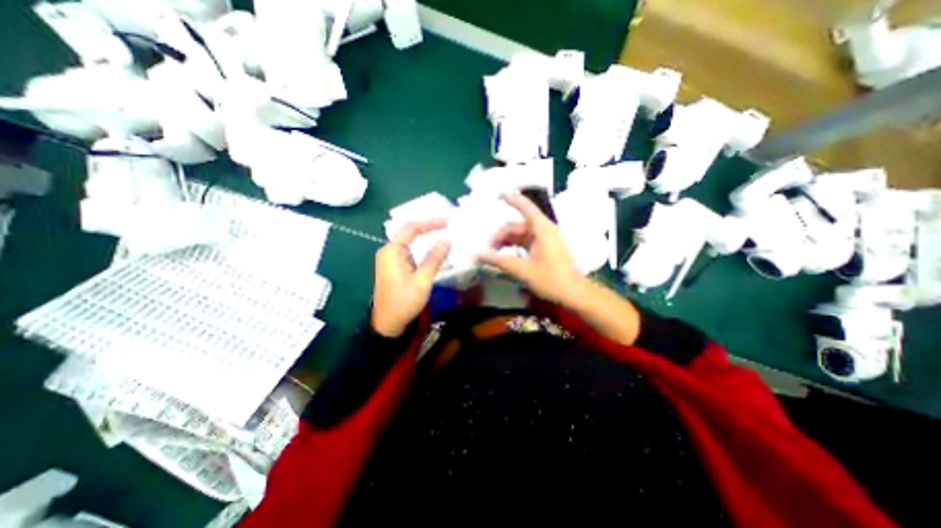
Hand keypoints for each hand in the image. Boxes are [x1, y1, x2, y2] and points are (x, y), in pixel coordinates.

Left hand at [372, 218, 450, 338]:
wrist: (388, 324)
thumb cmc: (404, 302)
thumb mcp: (422, 280)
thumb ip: (434, 258)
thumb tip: (447, 239)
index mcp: (392, 251)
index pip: (412, 227)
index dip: (431, 222)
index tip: (449, 221)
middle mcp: (389, 250)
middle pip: (409, 231)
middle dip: (429, 225)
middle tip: (448, 223)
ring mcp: (390, 258)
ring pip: (409, 239)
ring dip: (425, 234)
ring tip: (443, 230)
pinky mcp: (394, 265)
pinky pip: (409, 249)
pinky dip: (422, 245)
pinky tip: (432, 246)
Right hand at [479, 190, 586, 305]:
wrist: (575, 294)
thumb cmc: (551, 279)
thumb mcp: (522, 270)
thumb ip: (499, 261)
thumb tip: (477, 254)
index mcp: (542, 229)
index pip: (526, 208)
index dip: (513, 200)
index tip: (500, 193)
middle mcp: (545, 230)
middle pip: (518, 225)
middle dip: (501, 235)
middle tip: (487, 249)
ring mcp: (547, 239)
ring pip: (522, 235)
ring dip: (507, 242)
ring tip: (493, 254)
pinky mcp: (547, 248)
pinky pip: (527, 242)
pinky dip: (515, 246)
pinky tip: (506, 256)